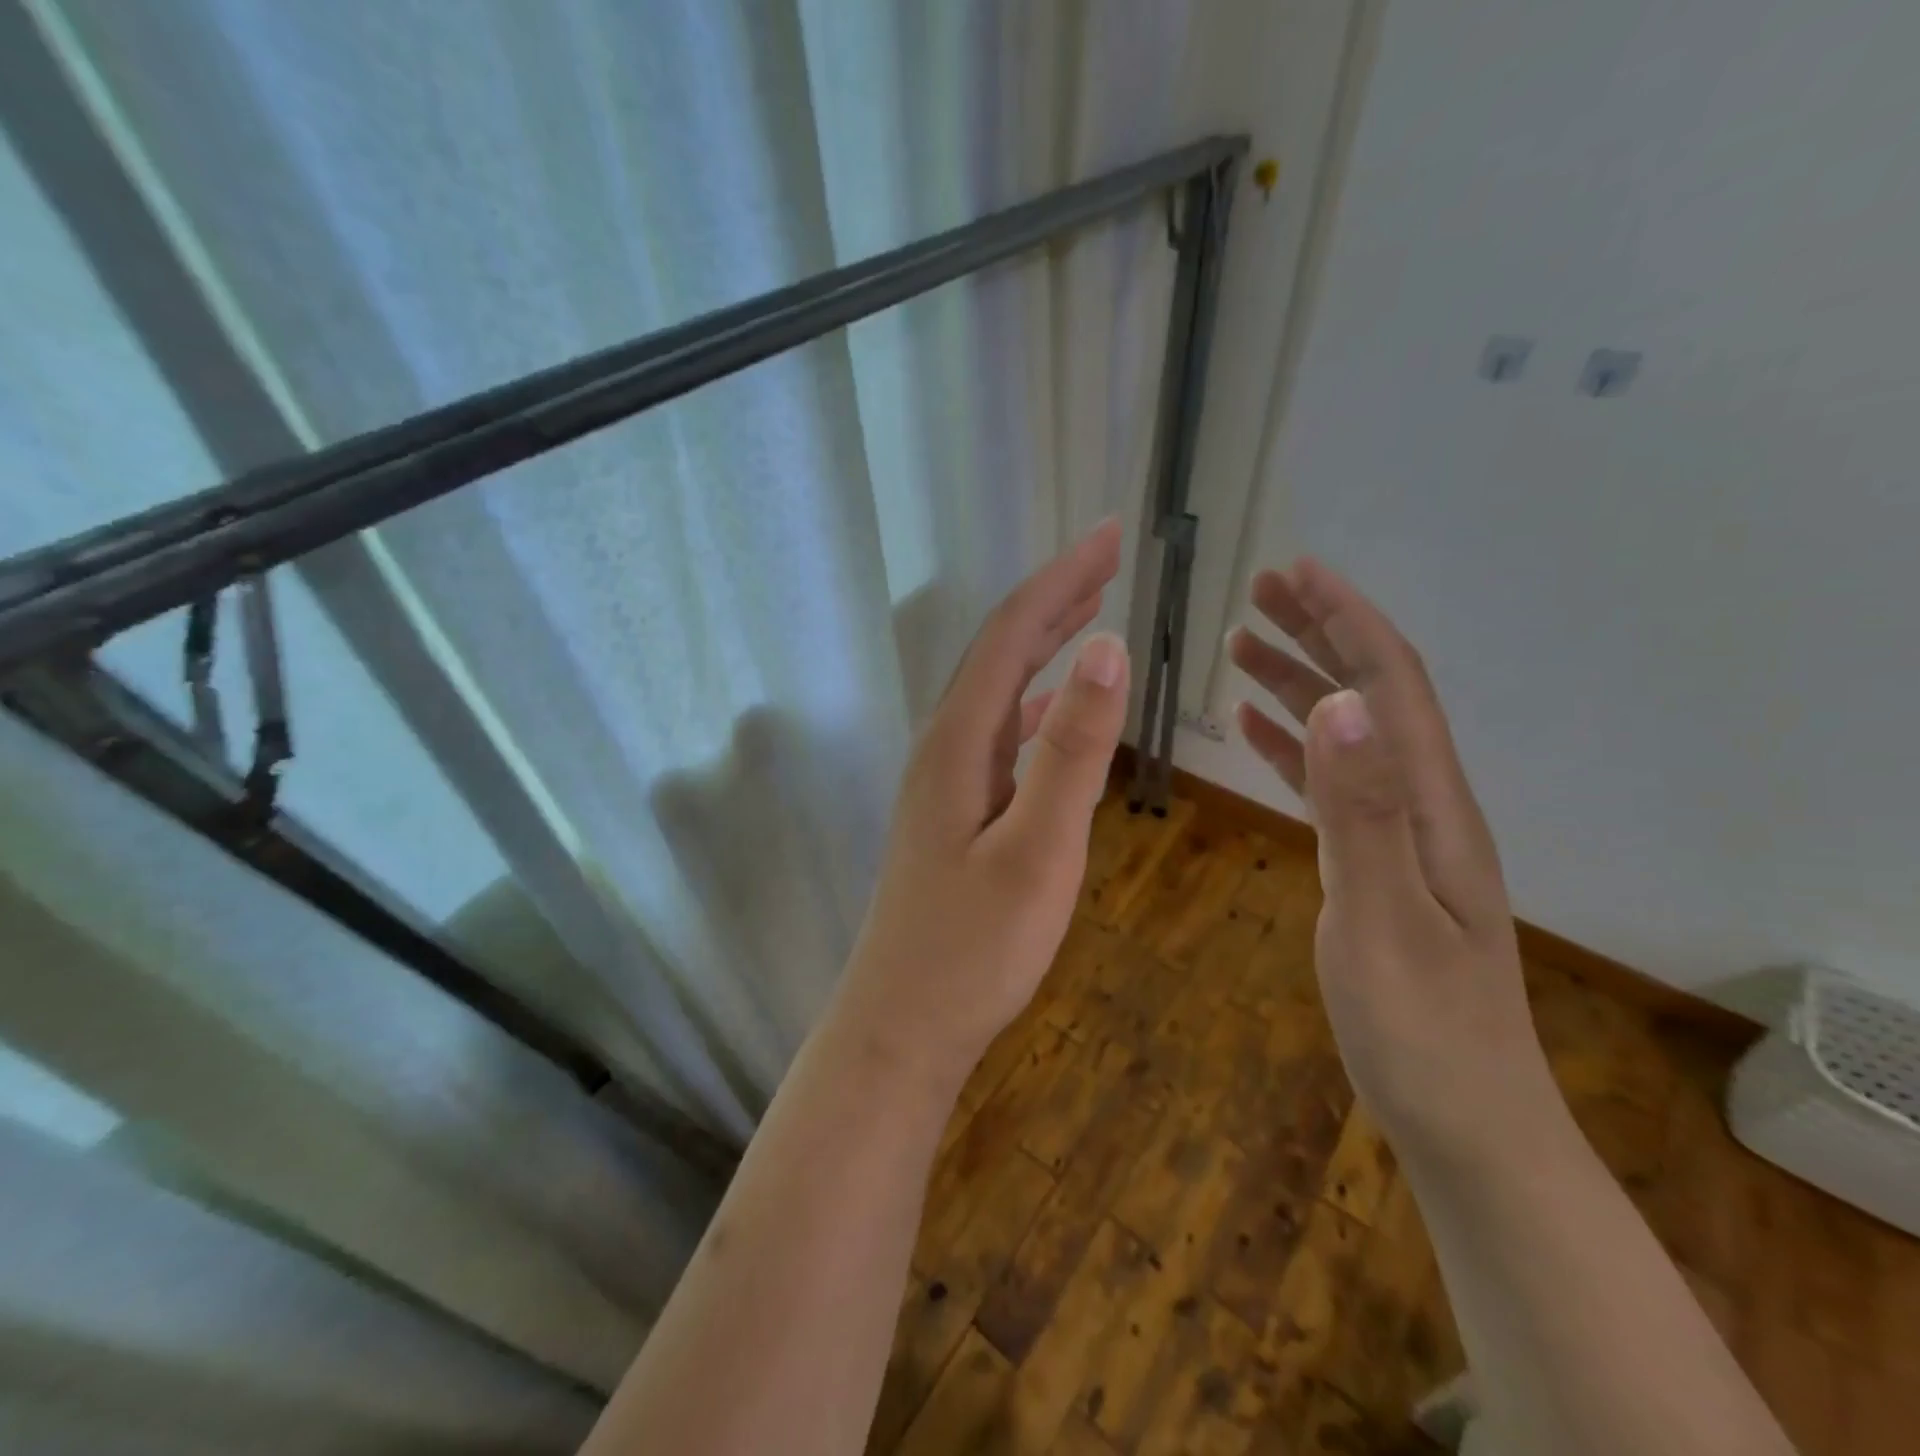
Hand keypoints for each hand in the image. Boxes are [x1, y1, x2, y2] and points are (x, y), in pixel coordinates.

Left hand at [833, 521, 1129, 1087]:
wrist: (903, 1023)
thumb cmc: (974, 949)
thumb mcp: (1038, 851)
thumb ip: (1071, 752)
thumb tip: (1104, 649)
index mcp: (957, 744)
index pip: (1010, 636)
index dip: (1060, 580)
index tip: (1110, 536)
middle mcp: (942, 748)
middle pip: (997, 652)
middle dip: (1052, 598)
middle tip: (1107, 557)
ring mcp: (943, 780)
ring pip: (996, 690)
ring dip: (1041, 645)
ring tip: (1087, 612)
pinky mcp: (952, 811)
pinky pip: (997, 732)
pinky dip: (1032, 701)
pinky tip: (1052, 709)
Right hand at [1229, 560, 1555, 1160]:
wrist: (1466, 1122)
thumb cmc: (1421, 1030)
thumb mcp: (1382, 919)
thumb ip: (1359, 811)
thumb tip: (1337, 704)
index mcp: (1431, 807)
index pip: (1391, 688)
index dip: (1347, 622)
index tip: (1298, 572)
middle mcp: (1422, 806)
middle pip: (1372, 696)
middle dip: (1320, 634)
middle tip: (1260, 592)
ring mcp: (1399, 836)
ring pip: (1346, 736)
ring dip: (1300, 683)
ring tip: (1243, 646)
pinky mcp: (1374, 865)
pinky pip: (1330, 784)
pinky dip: (1292, 747)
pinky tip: (1256, 732)